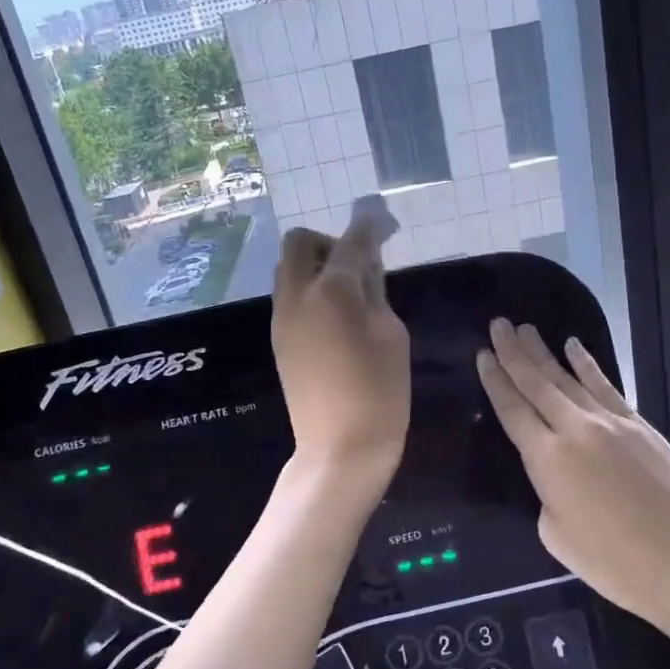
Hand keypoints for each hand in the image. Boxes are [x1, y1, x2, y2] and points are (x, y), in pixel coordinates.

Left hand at [272, 207, 409, 475]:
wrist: (340, 448)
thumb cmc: (380, 392)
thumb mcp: (391, 334)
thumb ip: (376, 291)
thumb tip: (367, 266)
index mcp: (332, 291)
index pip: (352, 242)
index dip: (370, 226)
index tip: (382, 220)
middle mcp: (297, 295)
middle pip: (300, 242)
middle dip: (331, 241)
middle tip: (360, 265)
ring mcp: (282, 317)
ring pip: (289, 268)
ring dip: (317, 265)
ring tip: (350, 293)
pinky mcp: (278, 337)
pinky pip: (288, 294)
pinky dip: (309, 289)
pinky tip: (335, 317)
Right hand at [476, 319, 669, 626]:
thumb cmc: (614, 562)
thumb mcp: (556, 535)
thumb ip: (547, 495)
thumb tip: (556, 477)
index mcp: (547, 459)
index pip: (513, 410)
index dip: (495, 381)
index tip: (482, 354)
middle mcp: (575, 429)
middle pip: (537, 383)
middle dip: (514, 352)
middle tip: (498, 325)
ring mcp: (611, 423)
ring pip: (568, 378)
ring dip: (545, 352)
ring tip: (526, 329)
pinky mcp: (639, 425)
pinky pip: (605, 387)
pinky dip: (588, 365)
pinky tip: (574, 346)